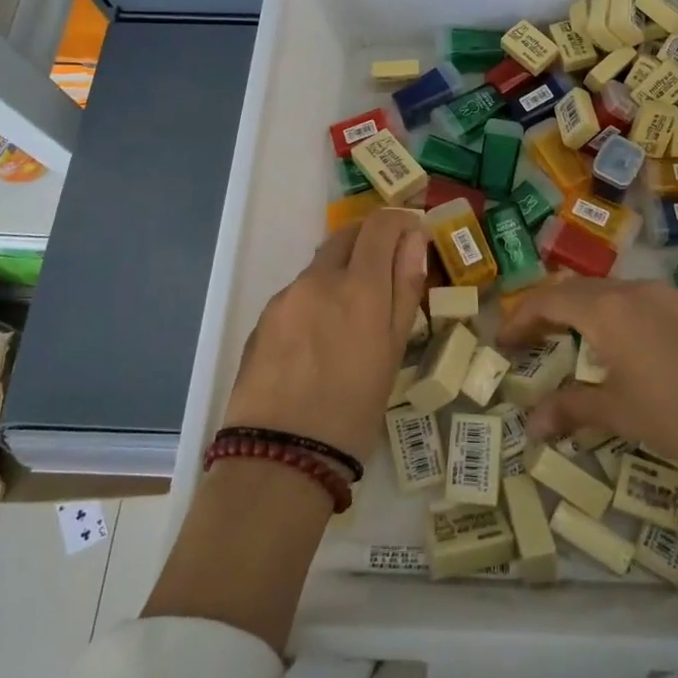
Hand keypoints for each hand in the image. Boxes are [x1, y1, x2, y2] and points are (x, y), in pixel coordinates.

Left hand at [221, 207, 427, 462]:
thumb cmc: (354, 409)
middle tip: (386, 273)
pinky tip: (317, 343)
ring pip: (321, 266)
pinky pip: (298, 294)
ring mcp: (286, 297)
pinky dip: (316, 300)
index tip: (412, 236)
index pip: (380, 224)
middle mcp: (319, 279)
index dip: (399, 222)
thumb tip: (414, 240)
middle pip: (347, 235)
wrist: (280, 456)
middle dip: (370, 241)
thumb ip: (405, 288)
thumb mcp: (393, 351)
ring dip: (341, 274)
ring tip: (350, 322)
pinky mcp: (263, 318)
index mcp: (359, 286)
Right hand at [498, 278, 677, 486]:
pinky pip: (658, 303)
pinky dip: (636, 317)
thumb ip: (570, 409)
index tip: (504, 339)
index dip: (521, 317)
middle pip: (583, 290)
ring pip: (622, 293)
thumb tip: (530, 422)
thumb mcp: (619, 414)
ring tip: (588, 343)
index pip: (550, 300)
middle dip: (553, 311)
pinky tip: (646, 349)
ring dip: (596, 312)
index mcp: (611, 312)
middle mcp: (640, 290)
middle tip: (536, 338)